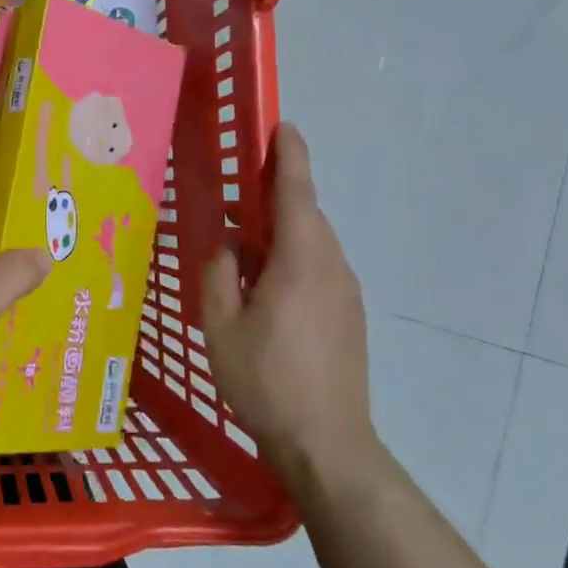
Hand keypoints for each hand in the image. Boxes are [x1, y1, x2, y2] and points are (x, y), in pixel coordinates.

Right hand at [202, 123, 377, 483]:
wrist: (327, 442)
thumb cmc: (265, 379)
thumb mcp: (221, 324)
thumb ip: (219, 274)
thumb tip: (228, 246)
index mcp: (301, 261)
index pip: (297, 192)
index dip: (289, 155)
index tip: (281, 125)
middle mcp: (331, 267)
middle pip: (305, 215)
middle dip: (274, 195)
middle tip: (235, 194)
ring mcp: (345, 292)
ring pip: (311, 243)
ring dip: (279, 231)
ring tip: (239, 244)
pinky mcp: (348, 315)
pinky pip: (317, 268)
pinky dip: (289, 258)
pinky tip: (261, 285)